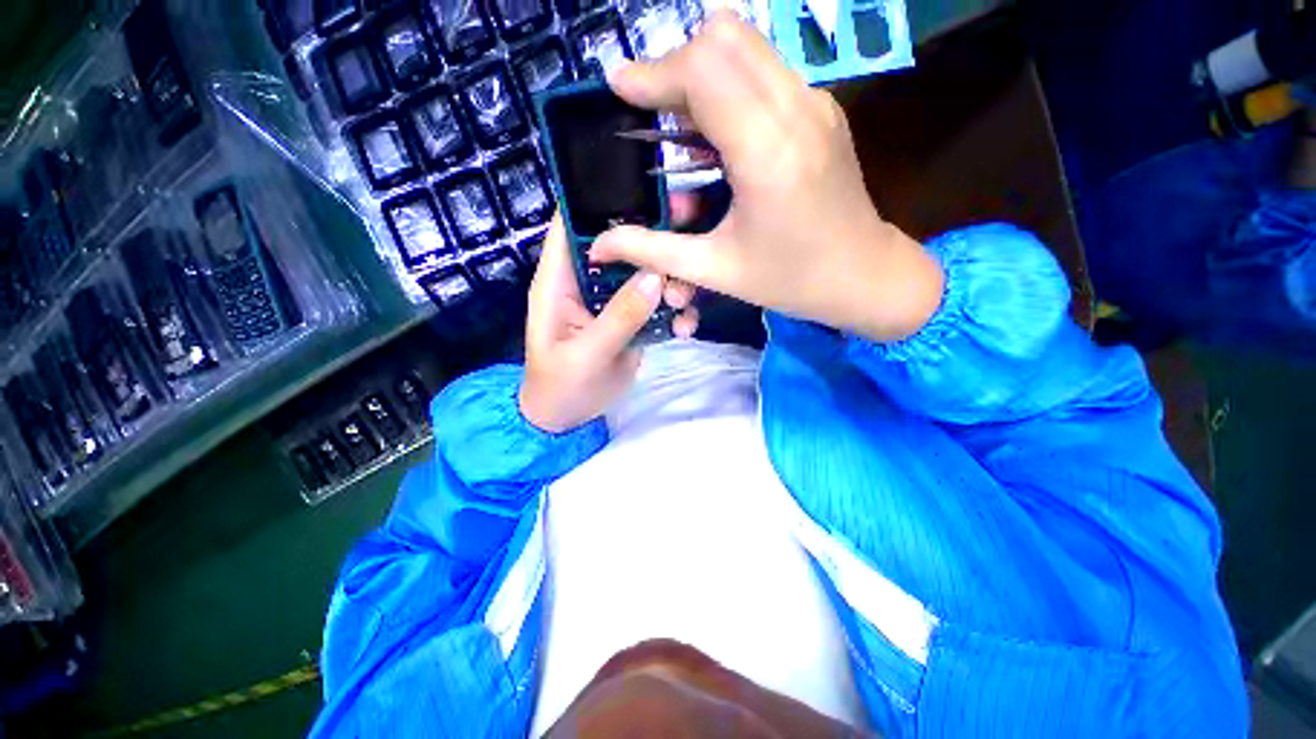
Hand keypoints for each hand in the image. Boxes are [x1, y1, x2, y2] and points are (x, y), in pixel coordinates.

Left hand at [519, 215, 697, 432]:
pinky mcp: (631, 319)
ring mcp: (613, 301)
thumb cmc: (560, 386)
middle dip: (652, 247)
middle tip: (683, 258)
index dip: (600, 200)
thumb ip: (618, 317)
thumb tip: (655, 276)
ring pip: (645, 274)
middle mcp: (587, 281)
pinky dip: (674, 311)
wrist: (568, 419)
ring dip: (669, 283)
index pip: (572, 224)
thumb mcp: (586, 355)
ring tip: (681, 303)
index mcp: (559, 280)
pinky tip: (684, 328)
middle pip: (620, 245)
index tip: (645, 192)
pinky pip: (657, 304)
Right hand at [591, 12, 944, 341]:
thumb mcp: (715, 270)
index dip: (653, 73)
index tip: (619, 89)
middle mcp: (796, 109)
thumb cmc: (789, 280)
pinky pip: (765, 71)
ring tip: (681, 129)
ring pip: (746, 45)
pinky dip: (729, 88)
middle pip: (724, 36)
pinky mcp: (821, 109)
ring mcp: (815, 102)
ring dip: (701, 75)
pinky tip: (719, 138)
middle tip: (653, 116)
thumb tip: (599, 245)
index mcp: (767, 152)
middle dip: (675, 68)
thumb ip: (653, 251)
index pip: (703, 69)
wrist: (862, 276)